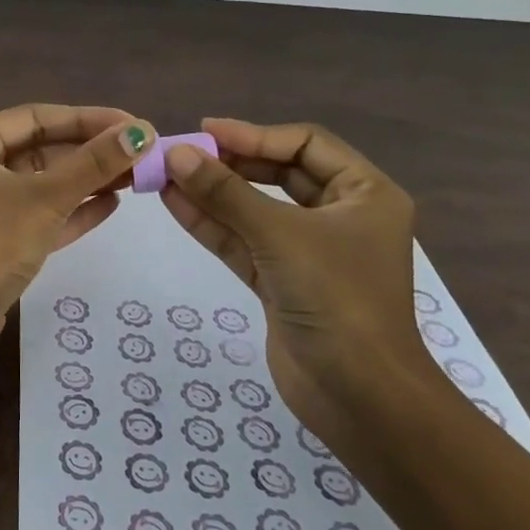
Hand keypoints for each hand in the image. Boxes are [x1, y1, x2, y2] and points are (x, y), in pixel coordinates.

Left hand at [0, 104, 153, 377]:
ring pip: (42, 184)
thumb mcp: (46, 198)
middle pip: (39, 149)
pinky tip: (112, 205)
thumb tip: (141, 132)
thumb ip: (94, 164)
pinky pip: (39, 215)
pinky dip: (72, 210)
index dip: (87, 119)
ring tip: (134, 177)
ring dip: (86, 180)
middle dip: (89, 151)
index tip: (132, 125)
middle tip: (140, 153)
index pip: (35, 118)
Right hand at [158, 118, 450, 433]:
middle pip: (278, 174)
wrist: (360, 397)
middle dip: (230, 164)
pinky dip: (212, 224)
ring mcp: (309, 251)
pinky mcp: (283, 282)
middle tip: (181, 154)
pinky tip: (174, 203)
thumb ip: (225, 193)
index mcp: (365, 194)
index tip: (205, 132)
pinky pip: (244, 241)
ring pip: (255, 209)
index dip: (254, 134)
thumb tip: (175, 153)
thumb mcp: (279, 236)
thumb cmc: (337, 299)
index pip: (305, 145)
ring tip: (165, 175)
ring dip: (212, 193)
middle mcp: (340, 216)